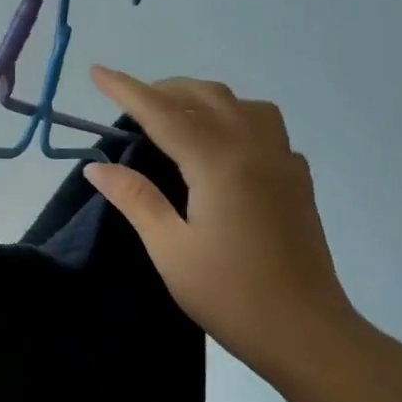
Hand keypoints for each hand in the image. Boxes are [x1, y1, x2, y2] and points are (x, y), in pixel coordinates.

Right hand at [82, 66, 366, 384]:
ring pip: (243, 105)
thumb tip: (97, 166)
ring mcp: (283, 162)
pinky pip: (266, 128)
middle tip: (130, 103)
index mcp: (219, 163)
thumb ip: (135, 198)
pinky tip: (220, 148)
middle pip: (207, 97)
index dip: (127, 90)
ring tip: (175, 117)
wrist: (305, 331)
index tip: (96, 71)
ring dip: (204, 99)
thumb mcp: (169, 248)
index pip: (163, 113)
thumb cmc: (229, 294)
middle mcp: (255, 149)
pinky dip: (234, 120)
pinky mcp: (298, 180)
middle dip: (165, 89)